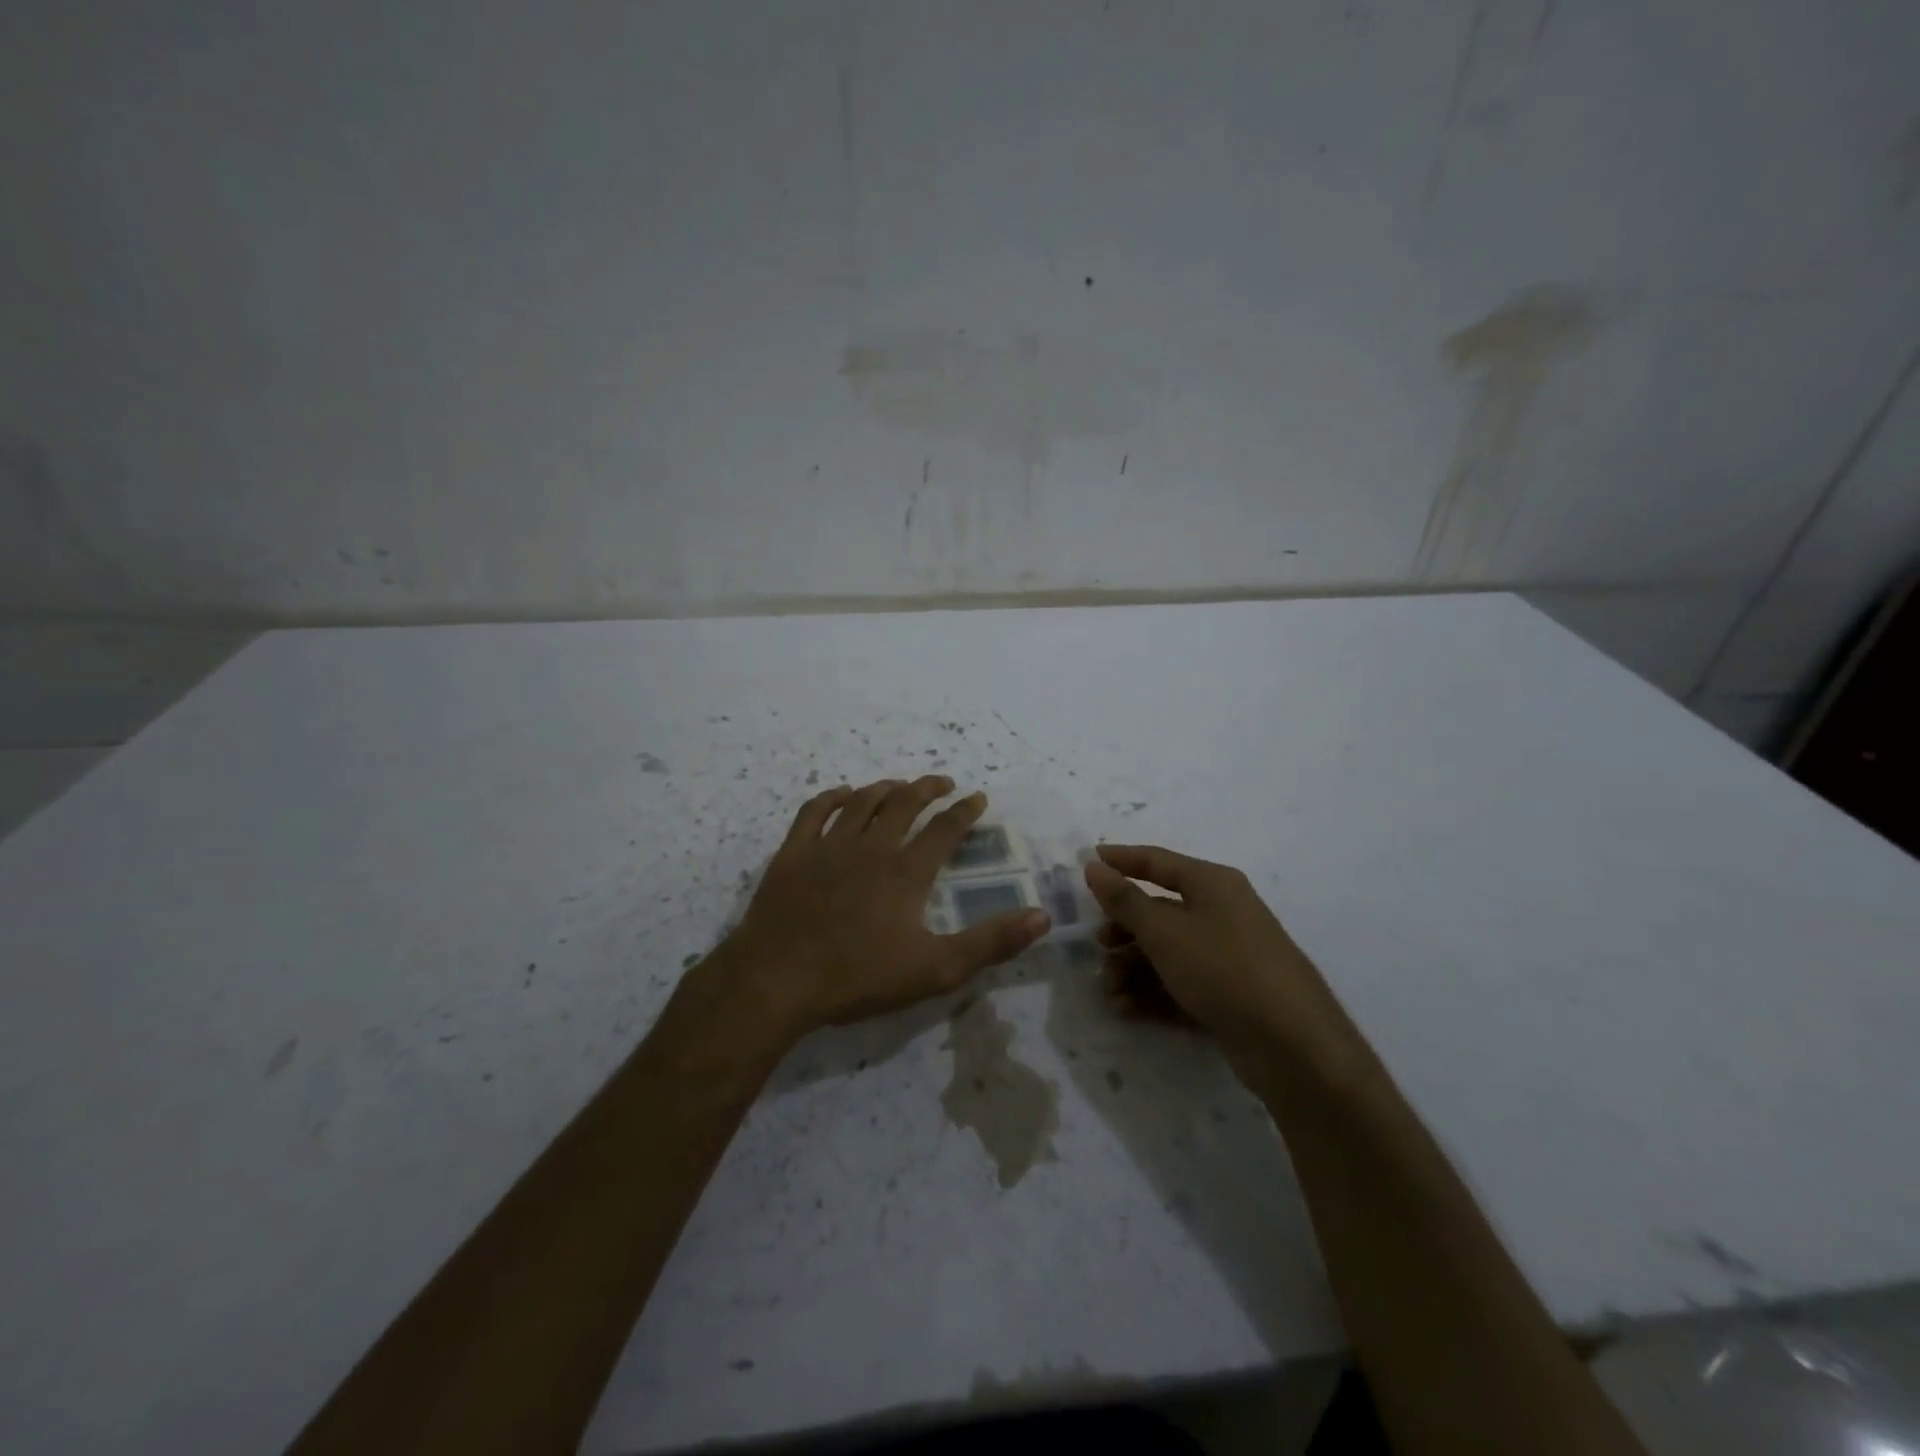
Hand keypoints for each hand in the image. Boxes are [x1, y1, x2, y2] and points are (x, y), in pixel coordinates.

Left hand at [710, 776, 1050, 1042]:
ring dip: (885, 788)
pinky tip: (842, 794)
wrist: (776, 980)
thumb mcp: (935, 969)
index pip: (944, 829)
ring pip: (862, 802)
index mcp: (906, 871)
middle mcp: (870, 847)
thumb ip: (990, 942)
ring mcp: (827, 846)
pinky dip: (832, 797)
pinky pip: (814, 811)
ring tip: (900, 786)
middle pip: (904, 804)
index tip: (978, 797)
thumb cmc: (857, 977)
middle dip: (928, 788)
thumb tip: (1042, 916)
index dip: (965, 811)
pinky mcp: (793, 853)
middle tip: (944, 782)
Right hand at [1083, 844, 1351, 1067]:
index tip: (1088, 859)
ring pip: (1167, 951)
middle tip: (1098, 945)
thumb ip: (1124, 899)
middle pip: (1159, 910)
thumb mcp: (1164, 931)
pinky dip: (1152, 992)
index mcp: (1212, 883)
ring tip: (1111, 991)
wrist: (1291, 1044)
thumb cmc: (1222, 968)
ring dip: (1132, 968)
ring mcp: (1227, 955)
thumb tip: (1094, 866)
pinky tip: (1127, 1008)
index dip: (1122, 859)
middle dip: (1123, 929)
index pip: (1157, 861)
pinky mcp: (1229, 994)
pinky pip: (1181, 982)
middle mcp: (1221, 912)